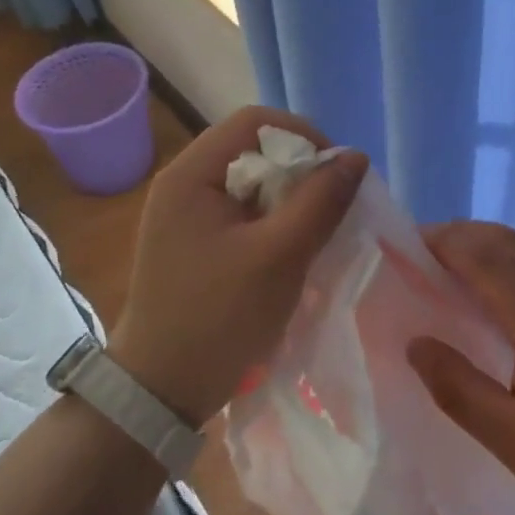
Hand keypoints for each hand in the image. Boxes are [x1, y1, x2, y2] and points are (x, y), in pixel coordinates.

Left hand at [109, 106, 364, 425]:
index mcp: (191, 174)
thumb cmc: (218, 318)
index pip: (255, 121)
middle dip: (300, 171)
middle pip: (254, 148)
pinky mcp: (194, 241)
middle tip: (330, 208)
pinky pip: (243, 210)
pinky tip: (291, 249)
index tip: (335, 175)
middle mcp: (183, 183)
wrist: (159, 392)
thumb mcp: (279, 256)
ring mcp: (186, 214)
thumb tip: (355, 156)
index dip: (303, 136)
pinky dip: (273, 220)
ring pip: (253, 181)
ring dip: (290, 198)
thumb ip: (320, 201)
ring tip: (316, 230)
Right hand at [406, 222, 514, 514]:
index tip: (407, 243)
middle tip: (422, 252)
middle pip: (507, 241)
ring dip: (488, 247)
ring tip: (453, 270)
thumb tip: (416, 343)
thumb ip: (460, 389)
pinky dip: (514, 266)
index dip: (443, 243)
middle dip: (461, 235)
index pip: (484, 257)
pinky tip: (504, 301)